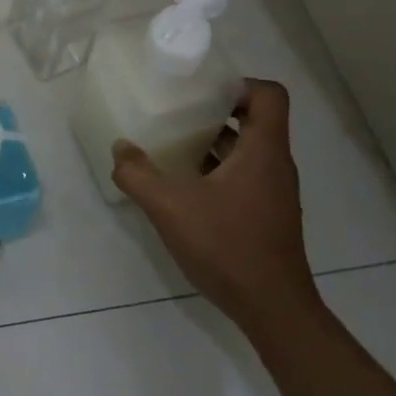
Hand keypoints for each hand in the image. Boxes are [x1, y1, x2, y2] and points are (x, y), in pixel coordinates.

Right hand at [112, 80, 320, 342]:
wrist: (273, 311)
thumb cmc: (228, 247)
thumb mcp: (170, 207)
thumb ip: (138, 174)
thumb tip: (120, 148)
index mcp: (264, 150)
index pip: (269, 95)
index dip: (239, 84)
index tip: (203, 89)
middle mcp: (275, 165)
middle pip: (255, 119)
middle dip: (216, 111)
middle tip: (177, 110)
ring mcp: (274, 192)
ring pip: (247, 150)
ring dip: (214, 142)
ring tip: (173, 144)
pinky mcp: (267, 215)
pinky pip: (244, 176)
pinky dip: (217, 170)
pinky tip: (185, 186)